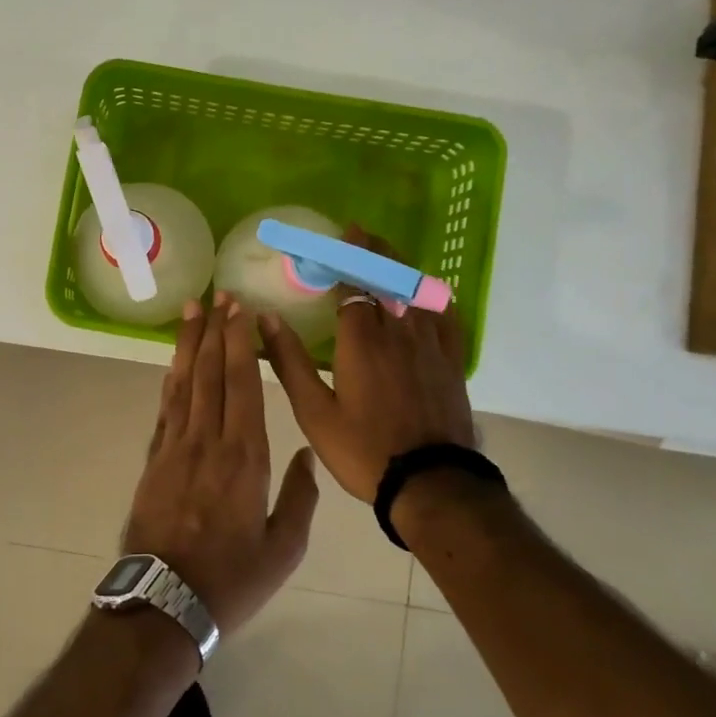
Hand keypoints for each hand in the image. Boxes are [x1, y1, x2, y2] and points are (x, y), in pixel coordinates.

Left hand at [124, 293, 319, 635]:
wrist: (164, 602)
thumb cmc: (231, 579)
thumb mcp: (283, 548)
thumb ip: (300, 497)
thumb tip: (306, 454)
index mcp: (244, 457)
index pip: (242, 384)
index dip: (240, 343)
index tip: (240, 311)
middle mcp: (207, 441)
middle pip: (211, 373)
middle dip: (215, 331)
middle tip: (218, 296)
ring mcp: (174, 447)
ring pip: (183, 383)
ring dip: (189, 345)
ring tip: (191, 311)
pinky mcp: (153, 460)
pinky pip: (165, 408)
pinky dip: (171, 379)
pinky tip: (175, 363)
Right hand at [259, 226, 480, 501]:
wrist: (431, 484)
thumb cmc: (364, 450)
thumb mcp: (314, 412)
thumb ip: (290, 362)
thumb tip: (265, 319)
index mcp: (362, 341)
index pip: (353, 284)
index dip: (342, 260)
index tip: (332, 240)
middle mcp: (398, 332)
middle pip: (387, 278)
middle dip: (371, 251)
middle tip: (358, 232)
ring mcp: (430, 345)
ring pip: (415, 292)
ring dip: (398, 267)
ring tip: (384, 254)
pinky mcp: (451, 363)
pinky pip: (446, 318)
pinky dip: (434, 297)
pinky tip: (429, 292)